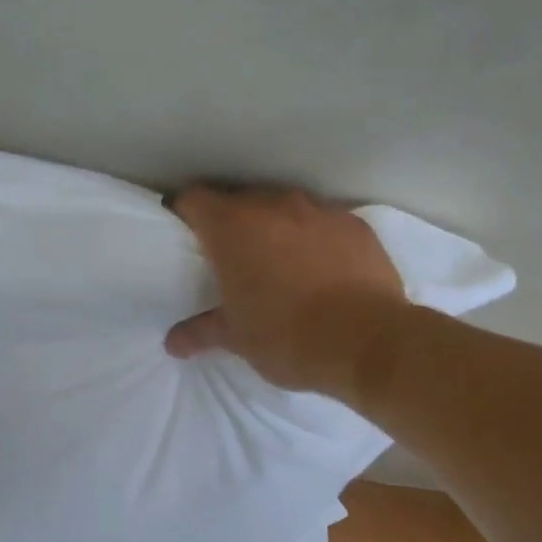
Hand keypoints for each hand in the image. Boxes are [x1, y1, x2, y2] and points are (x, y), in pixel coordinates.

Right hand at [163, 186, 407, 393]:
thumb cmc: (287, 337)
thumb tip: (173, 342)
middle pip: (239, 199)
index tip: (187, 234)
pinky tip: (323, 268)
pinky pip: (324, 222)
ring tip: (281, 262)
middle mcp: (272, 206)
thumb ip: (202, 332)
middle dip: (232, 222)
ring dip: (276, 227)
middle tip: (232, 257)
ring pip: (284, 207)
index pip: (194, 199)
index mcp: (232, 228)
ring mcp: (318, 210)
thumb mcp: (237, 338)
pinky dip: (315, 238)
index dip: (185, 213)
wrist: (368, 341)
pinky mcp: (355, 223)